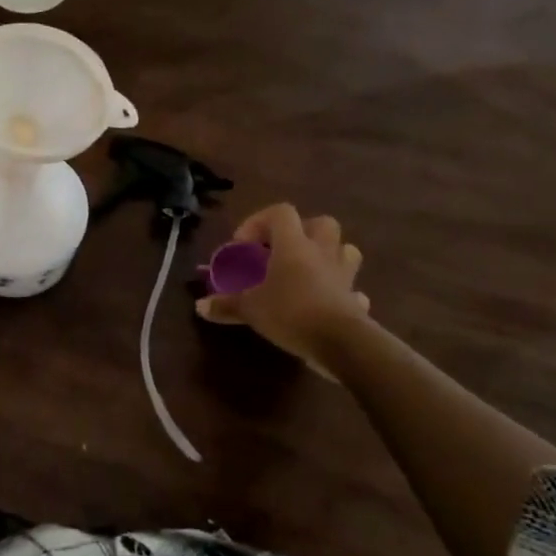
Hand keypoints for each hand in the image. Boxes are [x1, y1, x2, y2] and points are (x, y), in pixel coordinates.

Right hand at [196, 204, 371, 370]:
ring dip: (329, 255)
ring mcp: (344, 275)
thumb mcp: (249, 309)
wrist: (341, 342)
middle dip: (303, 231)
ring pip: (345, 250)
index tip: (244, 246)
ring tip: (308, 272)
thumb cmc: (290, 312)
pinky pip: (351, 288)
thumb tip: (199, 306)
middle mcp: (322, 252)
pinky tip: (328, 304)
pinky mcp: (356, 299)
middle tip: (282, 251)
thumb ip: (226, 305)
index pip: (280, 212)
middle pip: (321, 223)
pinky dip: (342, 292)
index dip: (259, 221)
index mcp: (293, 245)